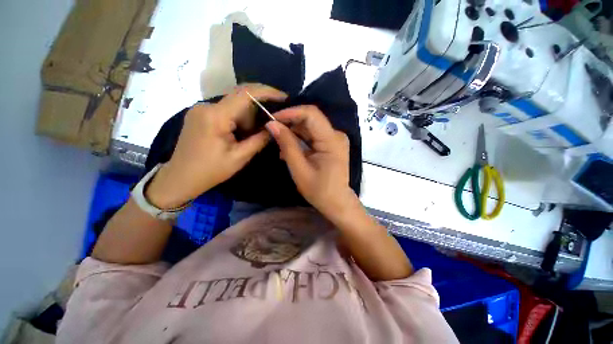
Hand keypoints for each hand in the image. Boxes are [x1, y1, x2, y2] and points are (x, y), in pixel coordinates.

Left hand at [147, 84, 286, 208]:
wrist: (180, 179)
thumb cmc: (211, 171)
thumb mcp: (240, 157)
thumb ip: (260, 140)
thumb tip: (275, 126)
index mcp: (216, 116)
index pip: (245, 93)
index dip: (267, 91)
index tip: (283, 96)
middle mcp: (206, 106)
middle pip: (240, 99)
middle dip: (257, 112)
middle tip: (264, 130)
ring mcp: (201, 109)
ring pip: (233, 106)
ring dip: (246, 119)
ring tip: (246, 139)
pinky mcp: (200, 114)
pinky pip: (225, 110)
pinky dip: (237, 120)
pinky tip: (237, 135)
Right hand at [265, 105, 359, 220]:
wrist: (337, 202)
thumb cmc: (319, 190)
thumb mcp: (299, 169)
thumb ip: (287, 145)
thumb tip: (272, 124)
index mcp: (332, 140)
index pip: (311, 114)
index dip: (290, 112)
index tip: (272, 119)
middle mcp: (336, 134)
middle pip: (310, 119)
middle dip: (290, 122)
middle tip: (272, 131)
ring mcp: (334, 139)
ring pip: (310, 127)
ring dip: (293, 132)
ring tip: (279, 144)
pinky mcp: (331, 144)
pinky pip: (313, 135)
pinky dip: (300, 139)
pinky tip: (289, 149)